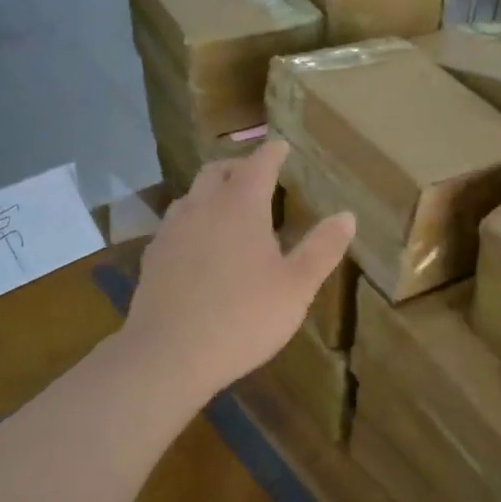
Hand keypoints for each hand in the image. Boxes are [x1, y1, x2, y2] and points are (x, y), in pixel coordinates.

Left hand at [122, 140, 354, 400]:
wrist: (169, 354)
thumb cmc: (244, 317)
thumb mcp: (296, 287)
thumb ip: (322, 248)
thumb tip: (347, 215)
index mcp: (240, 206)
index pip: (259, 164)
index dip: (273, 153)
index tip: (282, 146)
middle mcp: (202, 206)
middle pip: (218, 171)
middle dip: (239, 166)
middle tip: (256, 174)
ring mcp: (172, 230)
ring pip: (192, 195)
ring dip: (212, 192)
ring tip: (228, 207)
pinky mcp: (153, 256)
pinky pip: (175, 224)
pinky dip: (193, 221)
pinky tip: (198, 245)